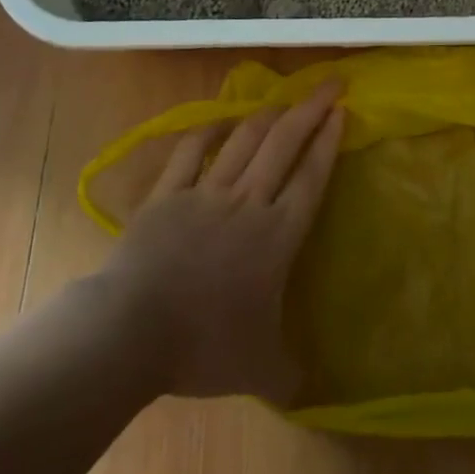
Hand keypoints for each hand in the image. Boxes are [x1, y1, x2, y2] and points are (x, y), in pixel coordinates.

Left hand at [104, 84, 345, 404]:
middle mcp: (247, 202)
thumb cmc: (202, 345)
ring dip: (267, 116)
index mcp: (276, 235)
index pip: (311, 177)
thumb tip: (307, 390)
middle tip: (330, 83)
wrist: (132, 331)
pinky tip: (218, 123)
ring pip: (244, 141)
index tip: (342, 110)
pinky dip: (207, 133)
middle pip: (285, 144)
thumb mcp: (258, 370)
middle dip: (310, 109)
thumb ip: (288, 373)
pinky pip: (190, 152)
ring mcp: (205, 193)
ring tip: (283, 101)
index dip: (328, 141)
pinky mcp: (167, 194)